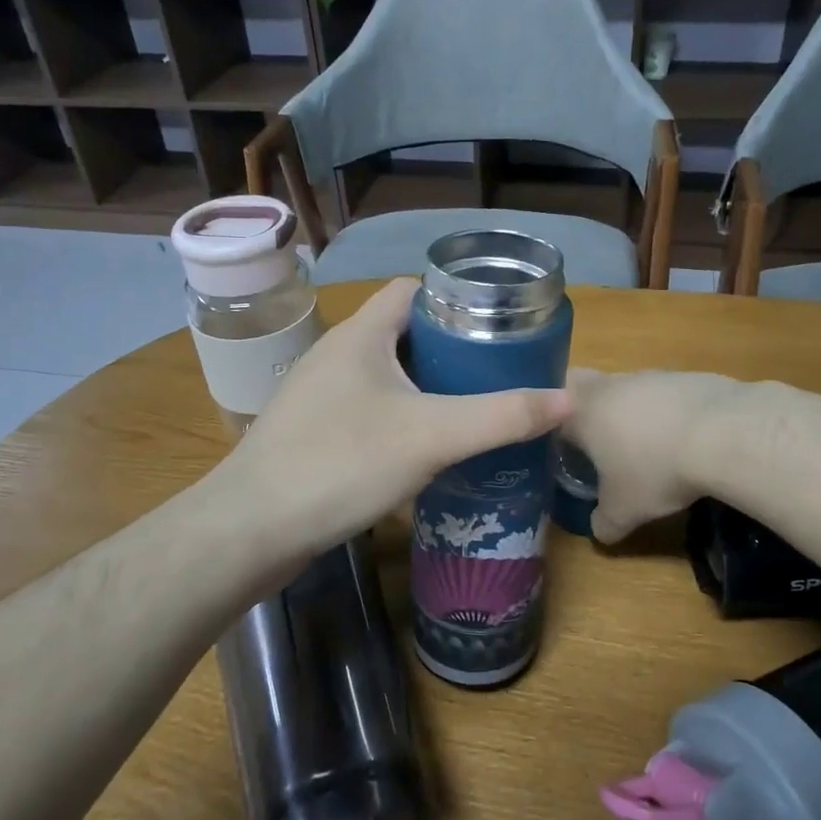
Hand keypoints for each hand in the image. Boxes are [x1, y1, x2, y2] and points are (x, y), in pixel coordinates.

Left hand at [209, 278, 570, 584]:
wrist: (251, 530)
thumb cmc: (341, 463)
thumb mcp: (432, 436)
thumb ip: (502, 416)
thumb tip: (569, 400)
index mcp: (361, 334)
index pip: (414, 289)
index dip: (458, 300)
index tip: (499, 326)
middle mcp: (338, 353)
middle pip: (405, 332)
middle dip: (453, 348)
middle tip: (498, 373)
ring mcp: (321, 393)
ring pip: (388, 373)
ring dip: (429, 385)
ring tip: (473, 408)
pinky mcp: (314, 430)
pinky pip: (370, 408)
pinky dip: (403, 416)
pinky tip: (426, 449)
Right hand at [564, 368, 745, 542]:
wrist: (722, 434)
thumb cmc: (656, 470)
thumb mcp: (624, 511)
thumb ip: (605, 522)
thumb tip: (599, 531)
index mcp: (583, 412)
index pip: (551, 411)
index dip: (552, 429)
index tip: (561, 449)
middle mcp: (610, 386)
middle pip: (583, 385)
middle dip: (585, 407)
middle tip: (596, 438)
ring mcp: (650, 376)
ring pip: (627, 387)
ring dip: (630, 409)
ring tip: (647, 443)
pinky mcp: (687, 376)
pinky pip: (665, 393)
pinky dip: (667, 411)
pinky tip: (685, 437)